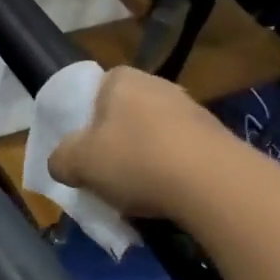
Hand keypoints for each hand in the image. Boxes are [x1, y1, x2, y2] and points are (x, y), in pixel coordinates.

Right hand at [48, 66, 235, 221]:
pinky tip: (169, 201)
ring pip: (155, 137)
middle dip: (116, 145)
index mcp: (121, 79)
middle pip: (125, 116)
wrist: (215, 184)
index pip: (94, 92)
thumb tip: (62, 163)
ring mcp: (193, 110)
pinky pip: (183, 157)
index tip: (83, 152)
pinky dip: (173, 175)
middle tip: (106, 176)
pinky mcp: (219, 139)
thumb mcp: (77, 163)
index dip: (85, 122)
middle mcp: (158, 85)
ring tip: (138, 196)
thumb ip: (60, 160)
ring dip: (146, 162)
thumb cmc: (135, 159)